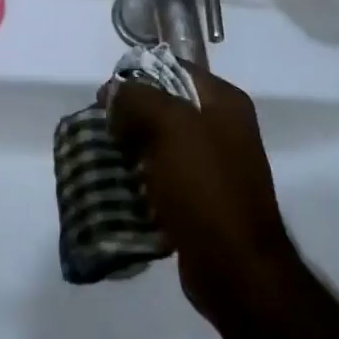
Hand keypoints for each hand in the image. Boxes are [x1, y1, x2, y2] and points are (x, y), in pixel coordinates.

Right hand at [108, 64, 301, 327]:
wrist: (236, 269)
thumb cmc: (205, 187)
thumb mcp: (169, 126)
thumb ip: (138, 98)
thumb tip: (113, 93)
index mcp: (225, 102)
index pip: (174, 69)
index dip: (137, 77)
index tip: (105, 98)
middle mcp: (223, 128)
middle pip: (165, 106)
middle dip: (130, 116)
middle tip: (102, 131)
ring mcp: (214, 166)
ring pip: (160, 143)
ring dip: (132, 149)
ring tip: (105, 159)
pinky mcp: (202, 200)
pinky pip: (163, 177)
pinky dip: (141, 180)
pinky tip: (121, 187)